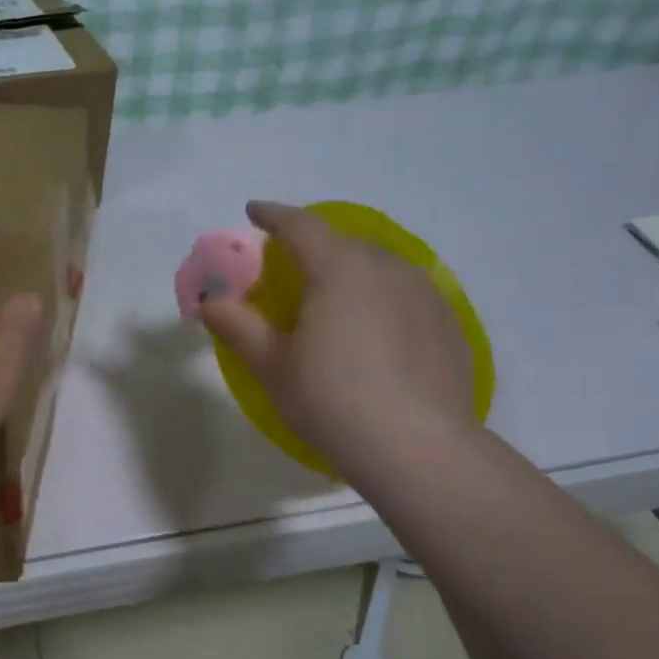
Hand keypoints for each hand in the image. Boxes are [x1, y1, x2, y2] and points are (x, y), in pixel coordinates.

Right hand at [198, 201, 472, 478]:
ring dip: (351, 274)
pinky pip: (407, 298)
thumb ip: (237, 325)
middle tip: (291, 271)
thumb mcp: (271, 365)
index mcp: (339, 270)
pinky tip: (377, 337)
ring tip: (335, 305)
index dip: (273, 215)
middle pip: (343, 245)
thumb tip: (208, 301)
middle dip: (313, 248)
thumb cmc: (330, 399)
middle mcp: (387, 269)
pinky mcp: (449, 325)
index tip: (253, 211)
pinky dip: (383, 302)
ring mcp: (427, 295)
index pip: (300, 226)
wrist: (416, 447)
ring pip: (380, 270)